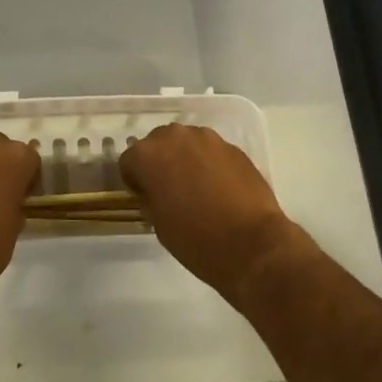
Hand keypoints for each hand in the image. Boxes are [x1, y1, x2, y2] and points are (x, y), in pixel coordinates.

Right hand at [120, 123, 300, 301]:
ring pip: (186, 143)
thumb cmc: (196, 239)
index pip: (129, 161)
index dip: (135, 181)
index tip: (146, 198)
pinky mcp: (232, 146)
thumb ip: (151, 196)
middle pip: (157, 144)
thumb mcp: (158, 223)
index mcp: (147, 155)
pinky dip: (209, 164)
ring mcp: (206, 138)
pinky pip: (210, 151)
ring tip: (197, 188)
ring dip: (185, 159)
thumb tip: (155, 190)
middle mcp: (174, 136)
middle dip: (160, 163)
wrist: (251, 244)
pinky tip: (219, 188)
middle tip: (170, 190)